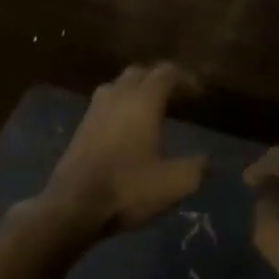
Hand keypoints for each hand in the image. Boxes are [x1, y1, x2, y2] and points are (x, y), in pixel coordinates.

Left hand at [40, 63, 205, 234]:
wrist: (73, 206)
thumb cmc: (128, 188)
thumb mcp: (175, 183)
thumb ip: (196, 168)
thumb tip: (206, 162)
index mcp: (142, 101)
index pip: (166, 73)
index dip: (186, 78)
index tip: (200, 93)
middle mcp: (116, 96)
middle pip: (139, 73)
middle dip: (160, 79)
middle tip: (178, 98)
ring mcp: (94, 111)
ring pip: (118, 86)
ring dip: (136, 91)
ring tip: (153, 110)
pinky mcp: (80, 129)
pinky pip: (105, 105)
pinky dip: (121, 107)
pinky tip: (128, 129)